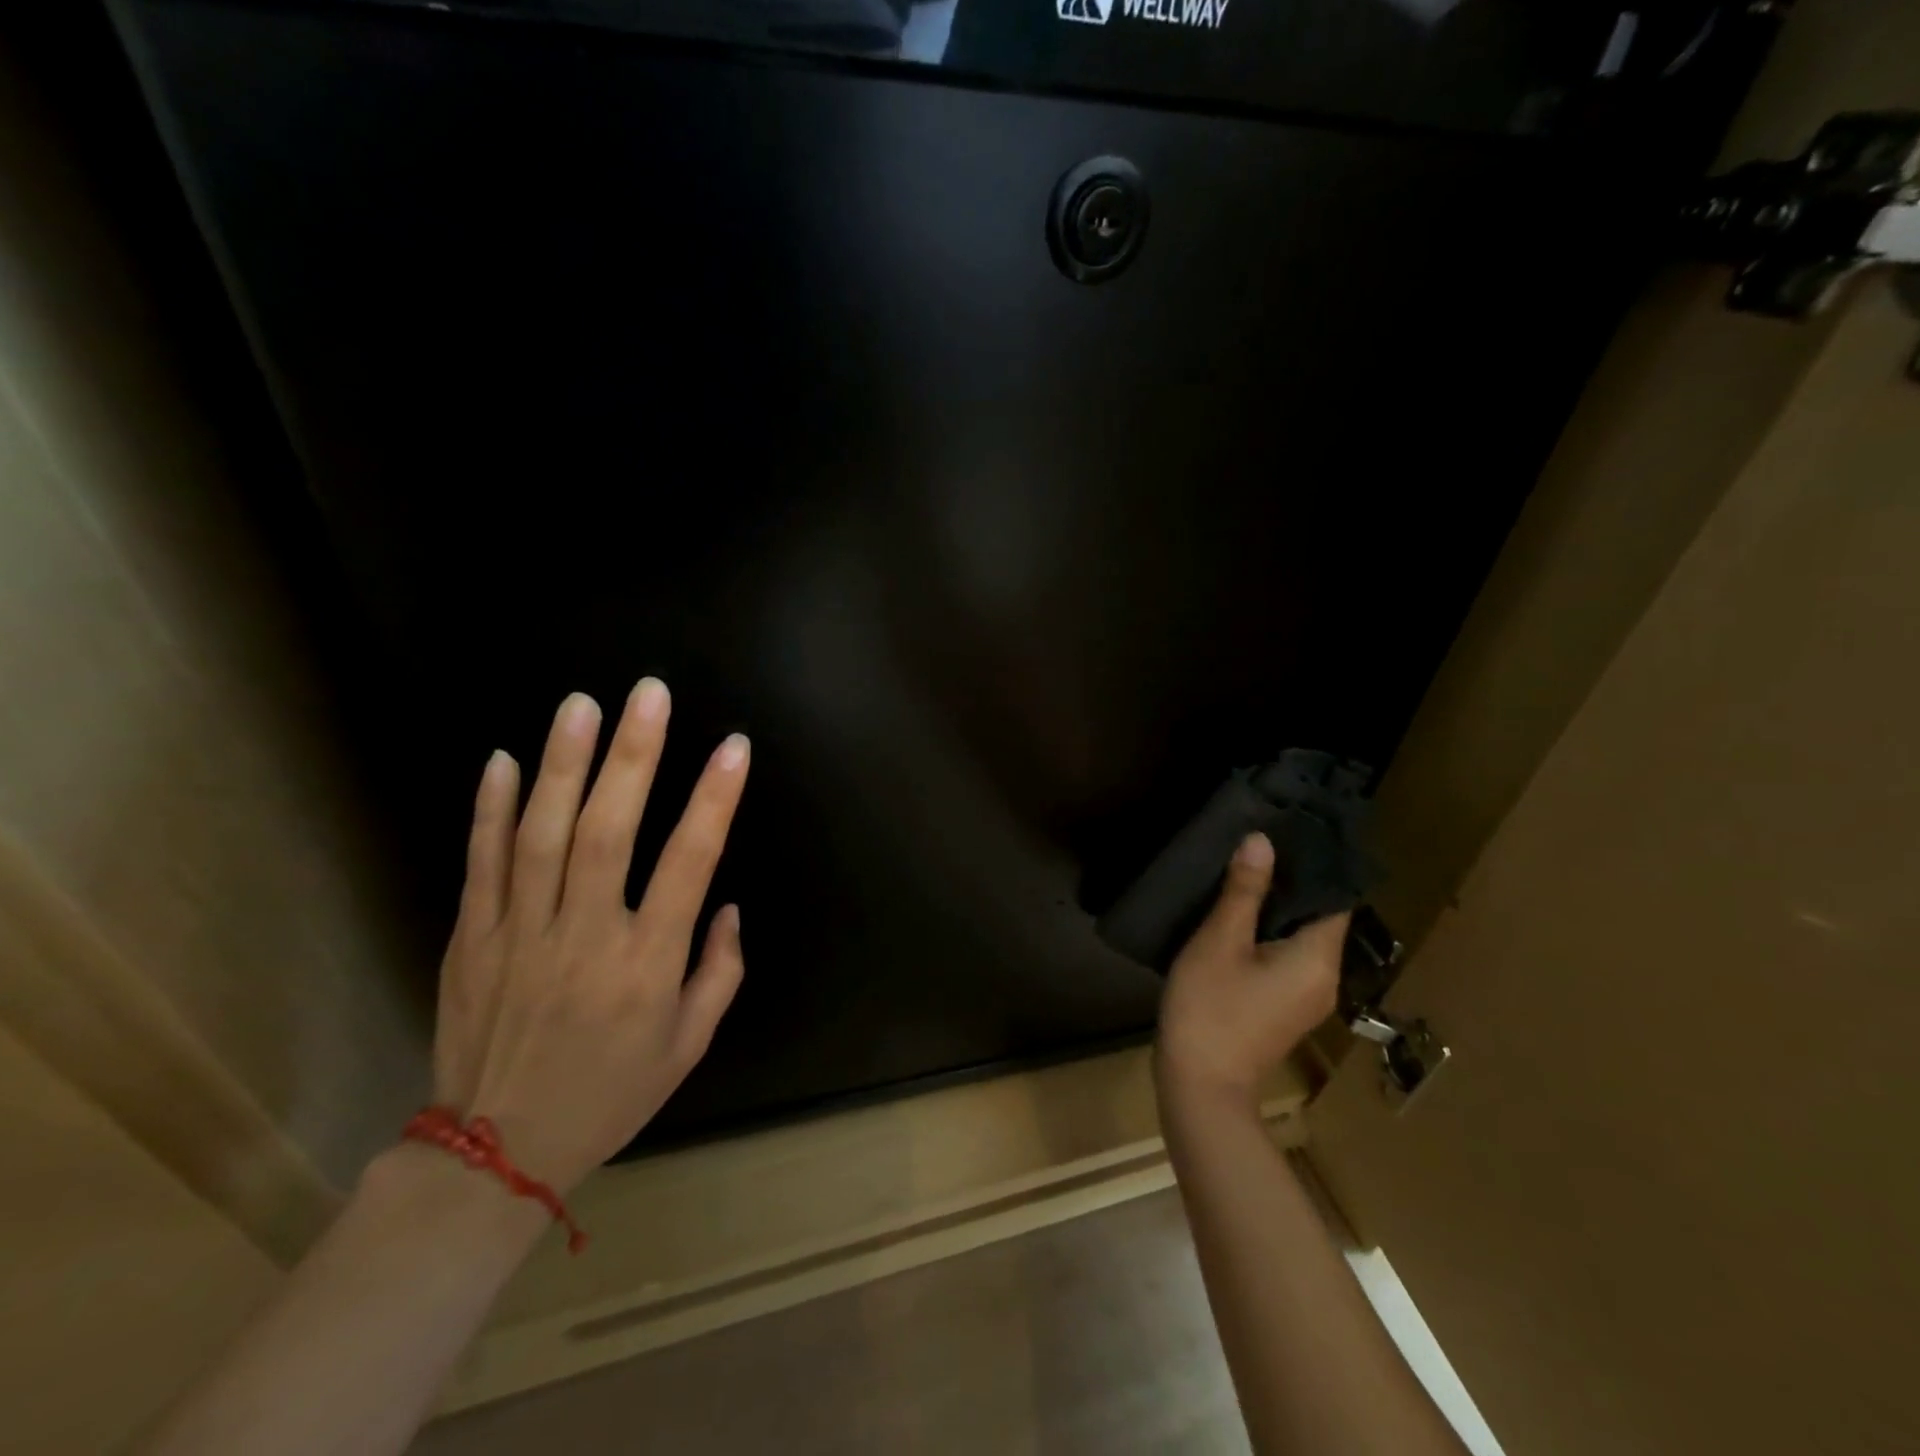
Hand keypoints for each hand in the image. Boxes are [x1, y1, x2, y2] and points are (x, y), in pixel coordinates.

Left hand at [432, 681, 749, 1191]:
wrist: (494, 1156)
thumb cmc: (610, 1095)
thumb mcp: (689, 1047)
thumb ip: (719, 972)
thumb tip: (726, 906)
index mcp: (646, 966)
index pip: (689, 864)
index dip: (714, 800)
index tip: (734, 747)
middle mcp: (584, 939)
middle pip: (607, 832)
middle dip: (633, 756)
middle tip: (650, 694)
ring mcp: (519, 935)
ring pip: (540, 836)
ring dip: (563, 764)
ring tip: (583, 704)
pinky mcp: (471, 940)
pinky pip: (480, 866)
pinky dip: (490, 810)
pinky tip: (503, 760)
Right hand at [1155, 833, 1346, 1104]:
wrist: (1200, 1086)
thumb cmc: (1210, 1007)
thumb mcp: (1221, 941)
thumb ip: (1244, 891)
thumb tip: (1262, 840)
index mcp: (1319, 959)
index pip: (1335, 898)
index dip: (1315, 864)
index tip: (1289, 831)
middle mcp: (1325, 978)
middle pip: (1319, 917)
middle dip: (1291, 882)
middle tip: (1259, 844)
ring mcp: (1307, 997)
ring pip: (1301, 938)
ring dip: (1278, 908)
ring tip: (1245, 871)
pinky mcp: (1285, 1008)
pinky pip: (1287, 957)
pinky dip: (1270, 933)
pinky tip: (1238, 916)